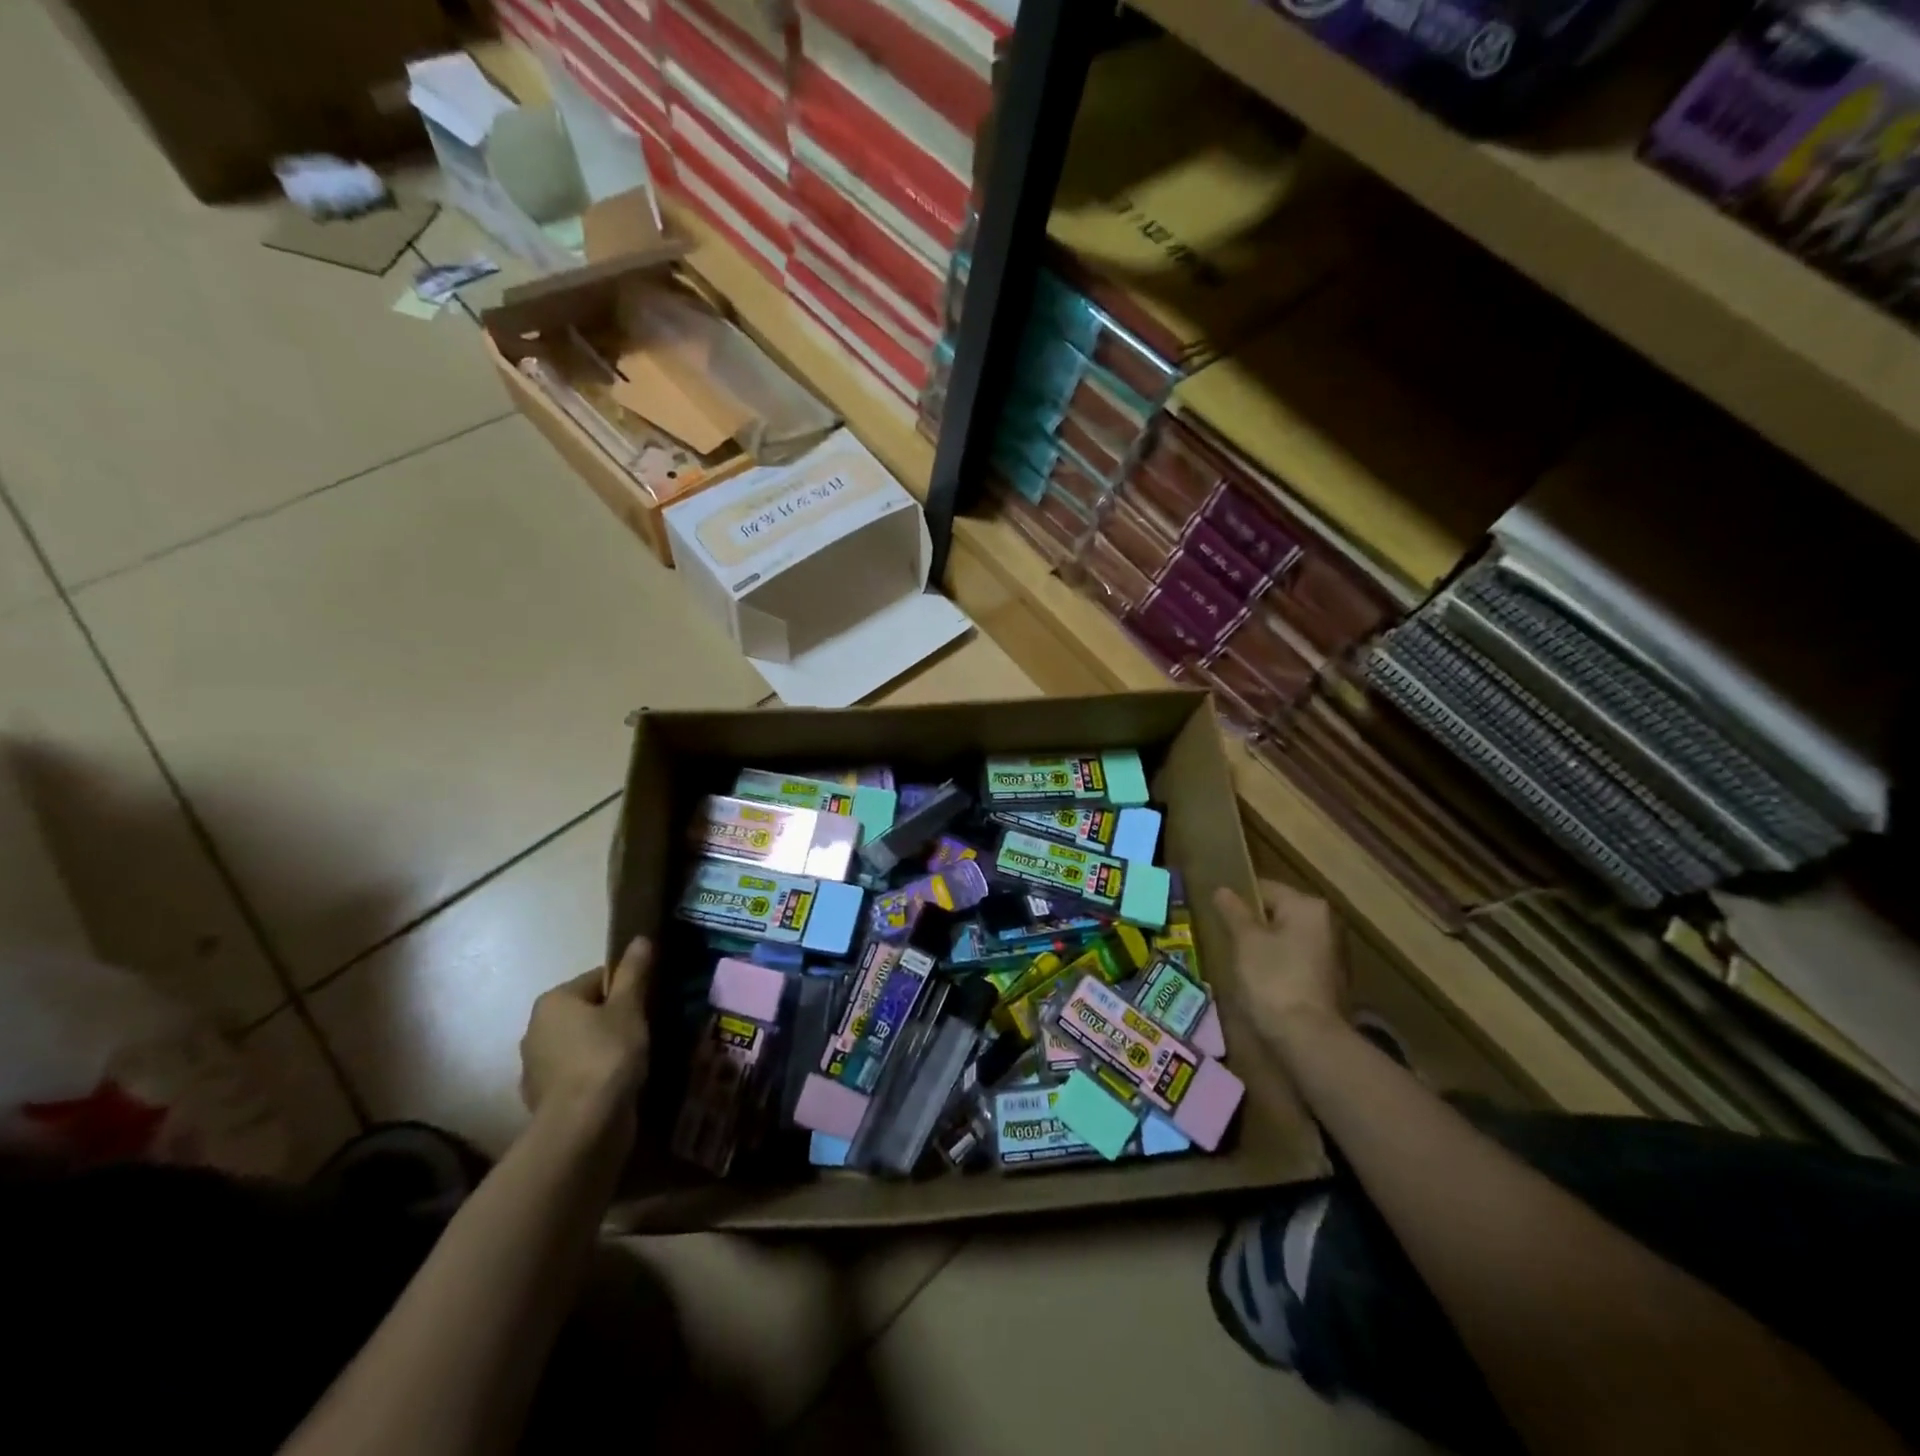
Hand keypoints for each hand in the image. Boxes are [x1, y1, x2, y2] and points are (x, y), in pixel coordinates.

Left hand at [520, 938, 651, 1120]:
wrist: (583, 1126)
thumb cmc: (607, 1055)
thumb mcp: (629, 1008)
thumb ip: (633, 973)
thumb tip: (639, 938)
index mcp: (553, 1001)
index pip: (598, 979)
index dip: (628, 988)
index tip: (648, 1004)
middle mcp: (535, 1029)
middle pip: (586, 1011)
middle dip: (613, 1018)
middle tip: (644, 1030)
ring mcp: (535, 1067)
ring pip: (579, 1044)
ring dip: (602, 1048)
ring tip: (633, 1059)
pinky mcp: (542, 1098)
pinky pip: (574, 1074)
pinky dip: (592, 1075)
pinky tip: (615, 1084)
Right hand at [1214, 880, 1345, 1039]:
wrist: (1307, 1038)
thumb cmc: (1273, 979)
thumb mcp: (1245, 941)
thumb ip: (1233, 911)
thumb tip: (1222, 890)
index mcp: (1308, 906)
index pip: (1264, 888)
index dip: (1236, 900)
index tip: (1216, 916)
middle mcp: (1326, 923)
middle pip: (1277, 913)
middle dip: (1251, 924)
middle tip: (1224, 938)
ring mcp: (1332, 953)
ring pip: (1286, 938)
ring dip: (1264, 946)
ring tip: (1238, 961)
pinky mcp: (1330, 980)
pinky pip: (1295, 960)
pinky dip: (1278, 965)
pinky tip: (1260, 981)